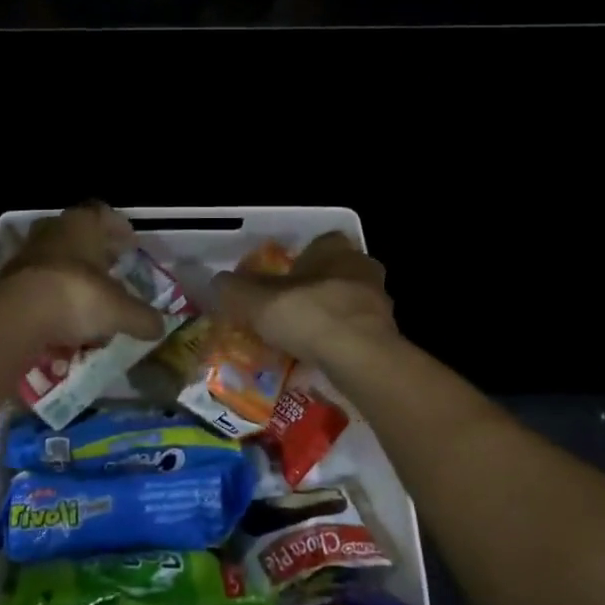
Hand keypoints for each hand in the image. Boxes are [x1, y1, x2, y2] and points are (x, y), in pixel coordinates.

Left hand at [0, 203, 166, 349]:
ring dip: (74, 275)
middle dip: (97, 252)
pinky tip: (66, 317)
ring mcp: (28, 253)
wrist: (14, 317)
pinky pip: (41, 284)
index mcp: (83, 223)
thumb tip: (159, 326)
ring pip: (58, 259)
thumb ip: (142, 317)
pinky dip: (54, 296)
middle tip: (113, 268)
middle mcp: (54, 230)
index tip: (131, 244)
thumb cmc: (76, 296)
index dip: (120, 229)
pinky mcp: (9, 280)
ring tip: (91, 297)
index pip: (105, 214)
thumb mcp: (120, 311)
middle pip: (80, 235)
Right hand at [214, 231, 395, 367]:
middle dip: (313, 290)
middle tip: (287, 312)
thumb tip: (218, 283)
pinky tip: (319, 361)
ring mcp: (379, 302)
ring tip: (300, 342)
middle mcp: (362, 267)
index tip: (279, 281)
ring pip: (347, 305)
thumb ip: (234, 289)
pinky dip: (339, 345)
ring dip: (328, 319)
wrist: (359, 357)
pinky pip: (355, 335)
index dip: (298, 260)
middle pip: (334, 274)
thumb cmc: (308, 314)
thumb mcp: (255, 300)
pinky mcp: (387, 335)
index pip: (319, 243)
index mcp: (334, 248)